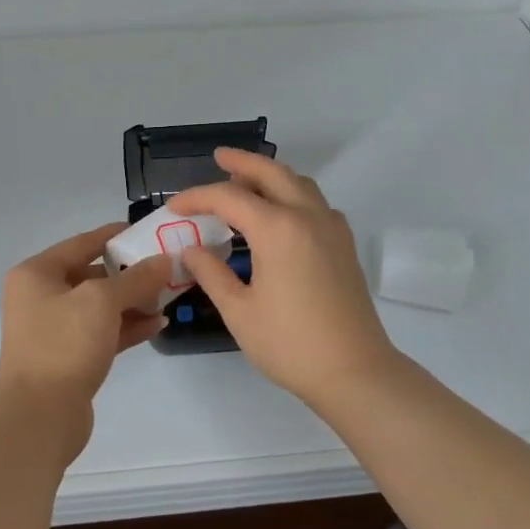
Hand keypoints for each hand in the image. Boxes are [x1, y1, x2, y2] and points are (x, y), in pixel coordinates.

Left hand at [0, 226, 166, 455]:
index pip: (82, 243)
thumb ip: (136, 278)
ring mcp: (54, 329)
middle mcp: (41, 297)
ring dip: (133, 302)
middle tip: (167, 269)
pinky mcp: (69, 357)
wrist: (39, 416)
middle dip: (130, 273)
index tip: (148, 232)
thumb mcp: (102, 301)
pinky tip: (158, 324)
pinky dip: (128, 327)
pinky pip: (102, 332)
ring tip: (169, 297)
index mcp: (37, 273)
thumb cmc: (64, 344)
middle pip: (92, 274)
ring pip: (100, 306)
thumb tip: (163, 260)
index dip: (116, 236)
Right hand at [169, 149, 400, 405]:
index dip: (197, 198)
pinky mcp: (344, 245)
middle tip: (219, 157)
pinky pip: (316, 203)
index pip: (229, 198)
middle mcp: (307, 217)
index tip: (174, 207)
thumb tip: (192, 249)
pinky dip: (294, 195)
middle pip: (272, 173)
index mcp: (277, 229)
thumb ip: (212, 274)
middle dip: (242, 162)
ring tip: (247, 181)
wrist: (355, 371)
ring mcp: (331, 228)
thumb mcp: (239, 311)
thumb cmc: (290, 344)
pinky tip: (282, 215)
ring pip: (299, 184)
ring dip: (271, 175)